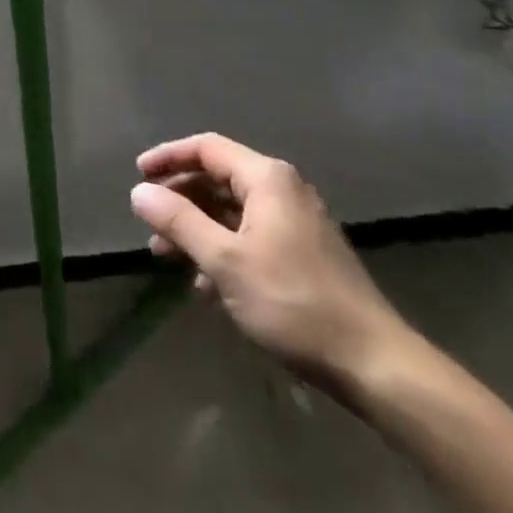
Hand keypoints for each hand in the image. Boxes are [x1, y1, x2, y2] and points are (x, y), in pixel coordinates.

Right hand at [130, 133, 410, 396]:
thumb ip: (179, 221)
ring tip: (165, 255)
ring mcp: (296, 223)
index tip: (138, 175)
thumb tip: (139, 192)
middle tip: (149, 222)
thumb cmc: (292, 301)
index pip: (207, 148)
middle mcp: (283, 190)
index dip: (169, 157)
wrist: (374, 364)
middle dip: (180, 199)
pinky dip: (222, 250)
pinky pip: (250, 236)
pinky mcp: (304, 255)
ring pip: (232, 211)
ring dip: (197, 228)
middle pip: (218, 178)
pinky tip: (204, 285)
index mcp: (266, 178)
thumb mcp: (224, 260)